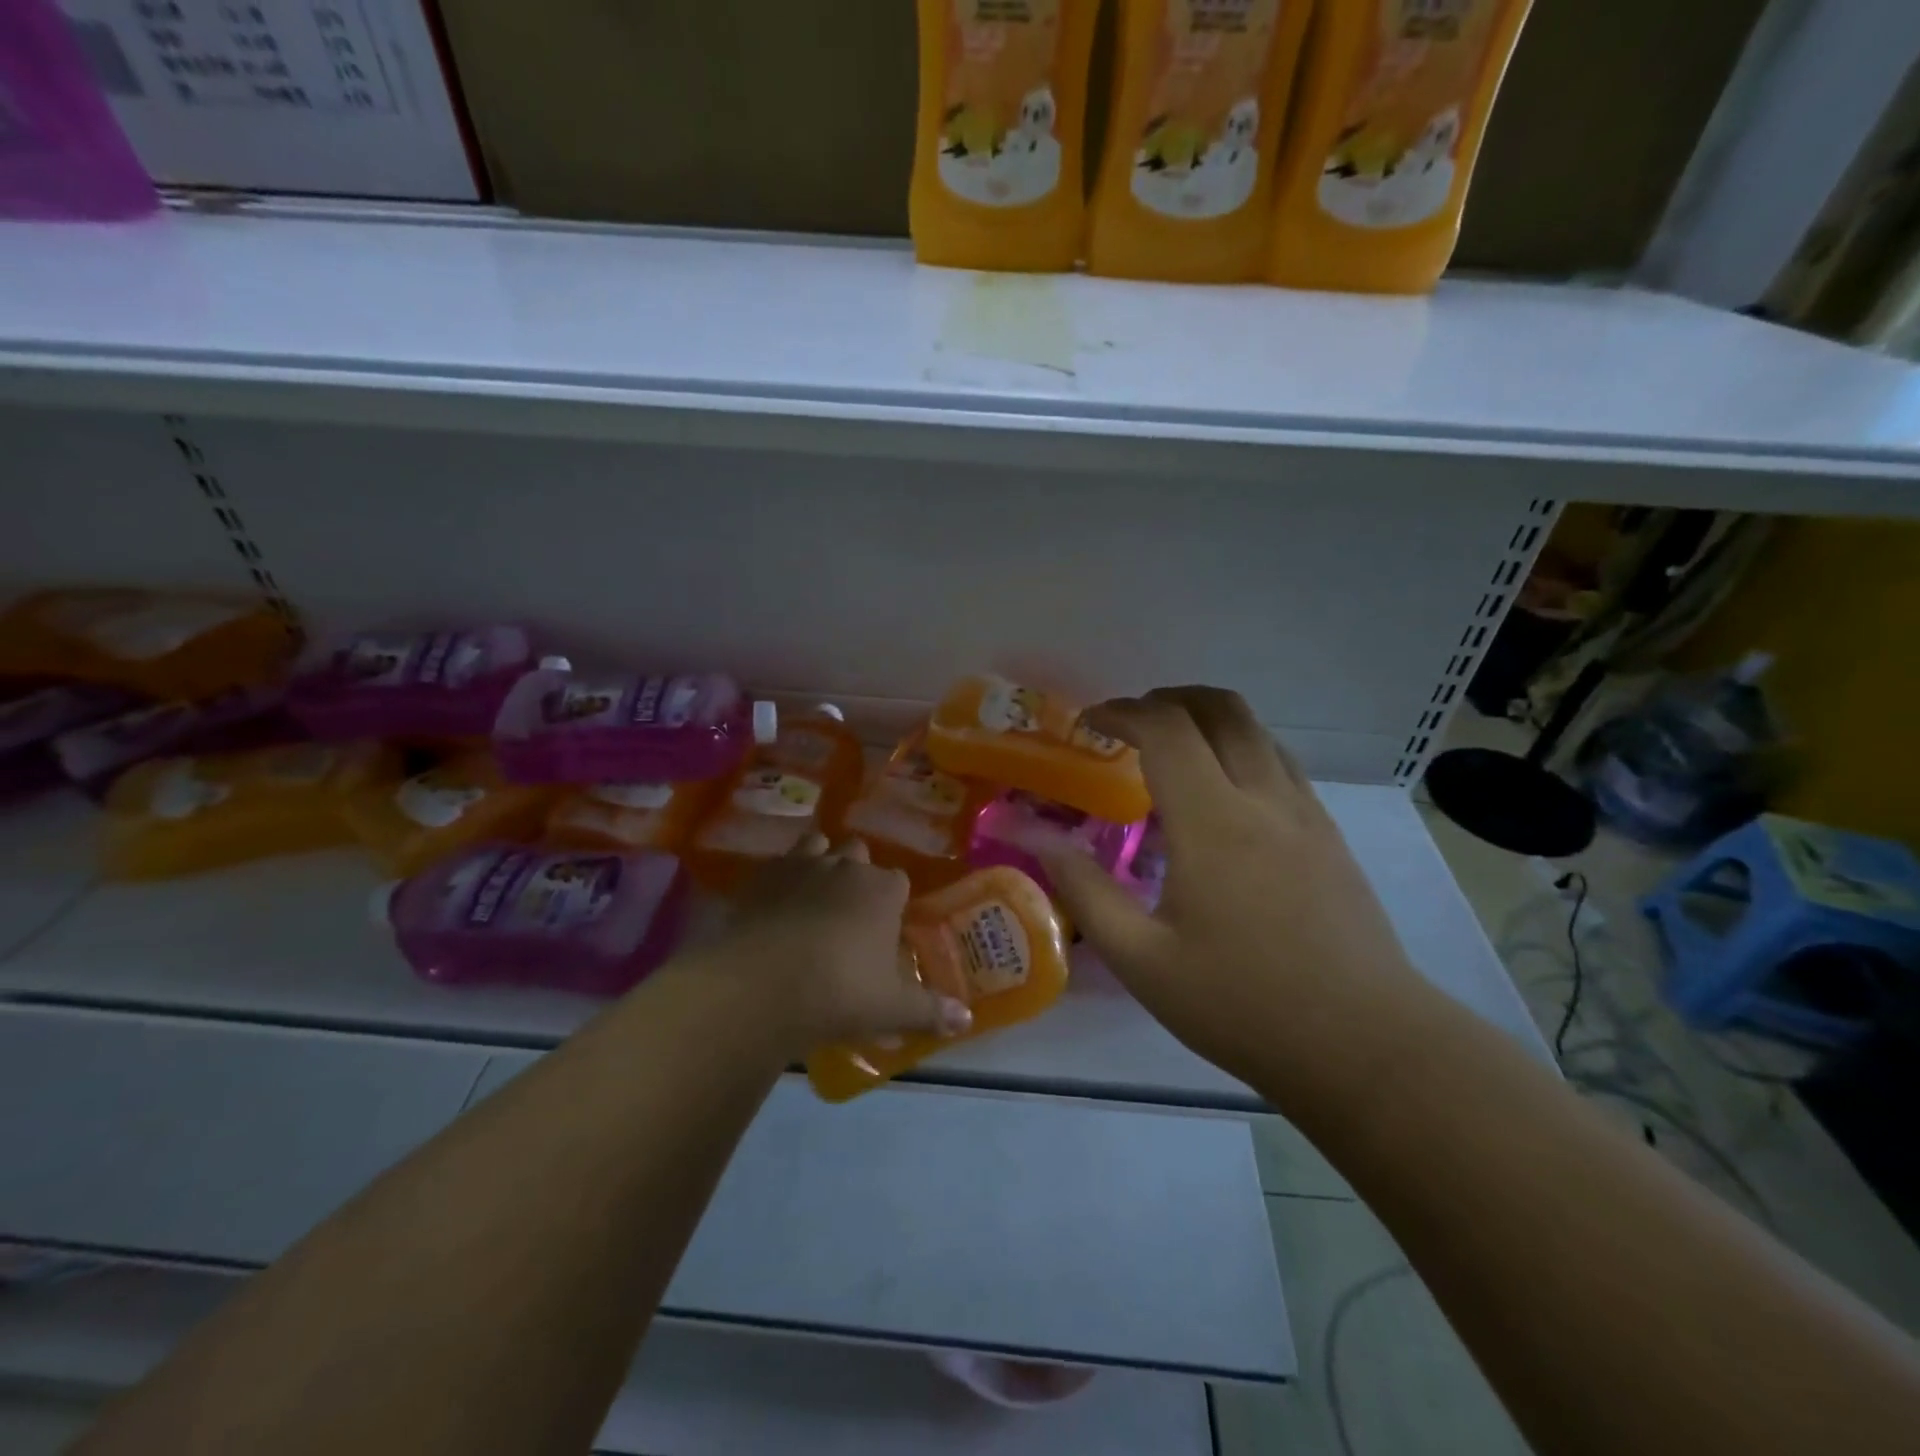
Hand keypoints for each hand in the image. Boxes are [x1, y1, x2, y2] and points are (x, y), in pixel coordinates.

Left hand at [710, 835, 972, 1053]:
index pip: (898, 881)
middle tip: (851, 912)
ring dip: (820, 862)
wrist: (761, 984)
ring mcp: (801, 865)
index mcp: (883, 891)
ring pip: (818, 845)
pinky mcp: (762, 876)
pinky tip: (776, 904)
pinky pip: (778, 863)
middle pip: (859, 853)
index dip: (894, 901)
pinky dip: (782, 877)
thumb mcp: (892, 1009)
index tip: (887, 927)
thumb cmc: (840, 992)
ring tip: (814, 896)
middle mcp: (846, 867)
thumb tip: (966, 1020)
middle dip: (858, 873)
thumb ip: (930, 1011)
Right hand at [1039, 687, 1433, 1111]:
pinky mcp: (1330, 835)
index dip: (1122, 712)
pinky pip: (1280, 762)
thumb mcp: (1143, 960)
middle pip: (1220, 708)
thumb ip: (1086, 891)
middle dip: (1167, 699)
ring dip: (1207, 720)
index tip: (1090, 724)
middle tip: (1129, 724)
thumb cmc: (1243, 1004)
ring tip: (1170, 752)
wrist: (1366, 1046)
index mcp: (1213, 821)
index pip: (1166, 728)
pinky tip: (1221, 795)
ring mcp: (1306, 813)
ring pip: (1257, 730)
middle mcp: (1264, 798)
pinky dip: (1239, 749)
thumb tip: (1040, 841)